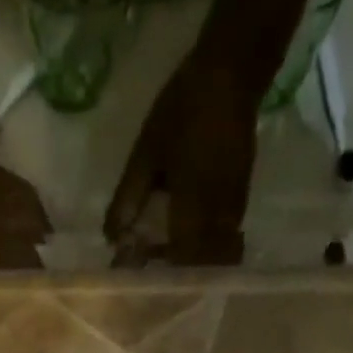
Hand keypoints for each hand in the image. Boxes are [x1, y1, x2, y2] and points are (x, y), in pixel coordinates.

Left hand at [106, 55, 257, 265]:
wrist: (233, 74)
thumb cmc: (184, 110)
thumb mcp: (146, 154)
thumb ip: (129, 199)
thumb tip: (112, 239)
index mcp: (192, 208)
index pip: (176, 262)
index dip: (157, 276)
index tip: (138, 279)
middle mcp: (217, 219)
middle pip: (199, 268)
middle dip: (176, 275)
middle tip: (150, 268)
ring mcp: (234, 212)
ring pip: (214, 257)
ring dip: (191, 263)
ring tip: (164, 253)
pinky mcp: (240, 201)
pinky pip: (223, 240)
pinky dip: (203, 247)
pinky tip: (183, 235)